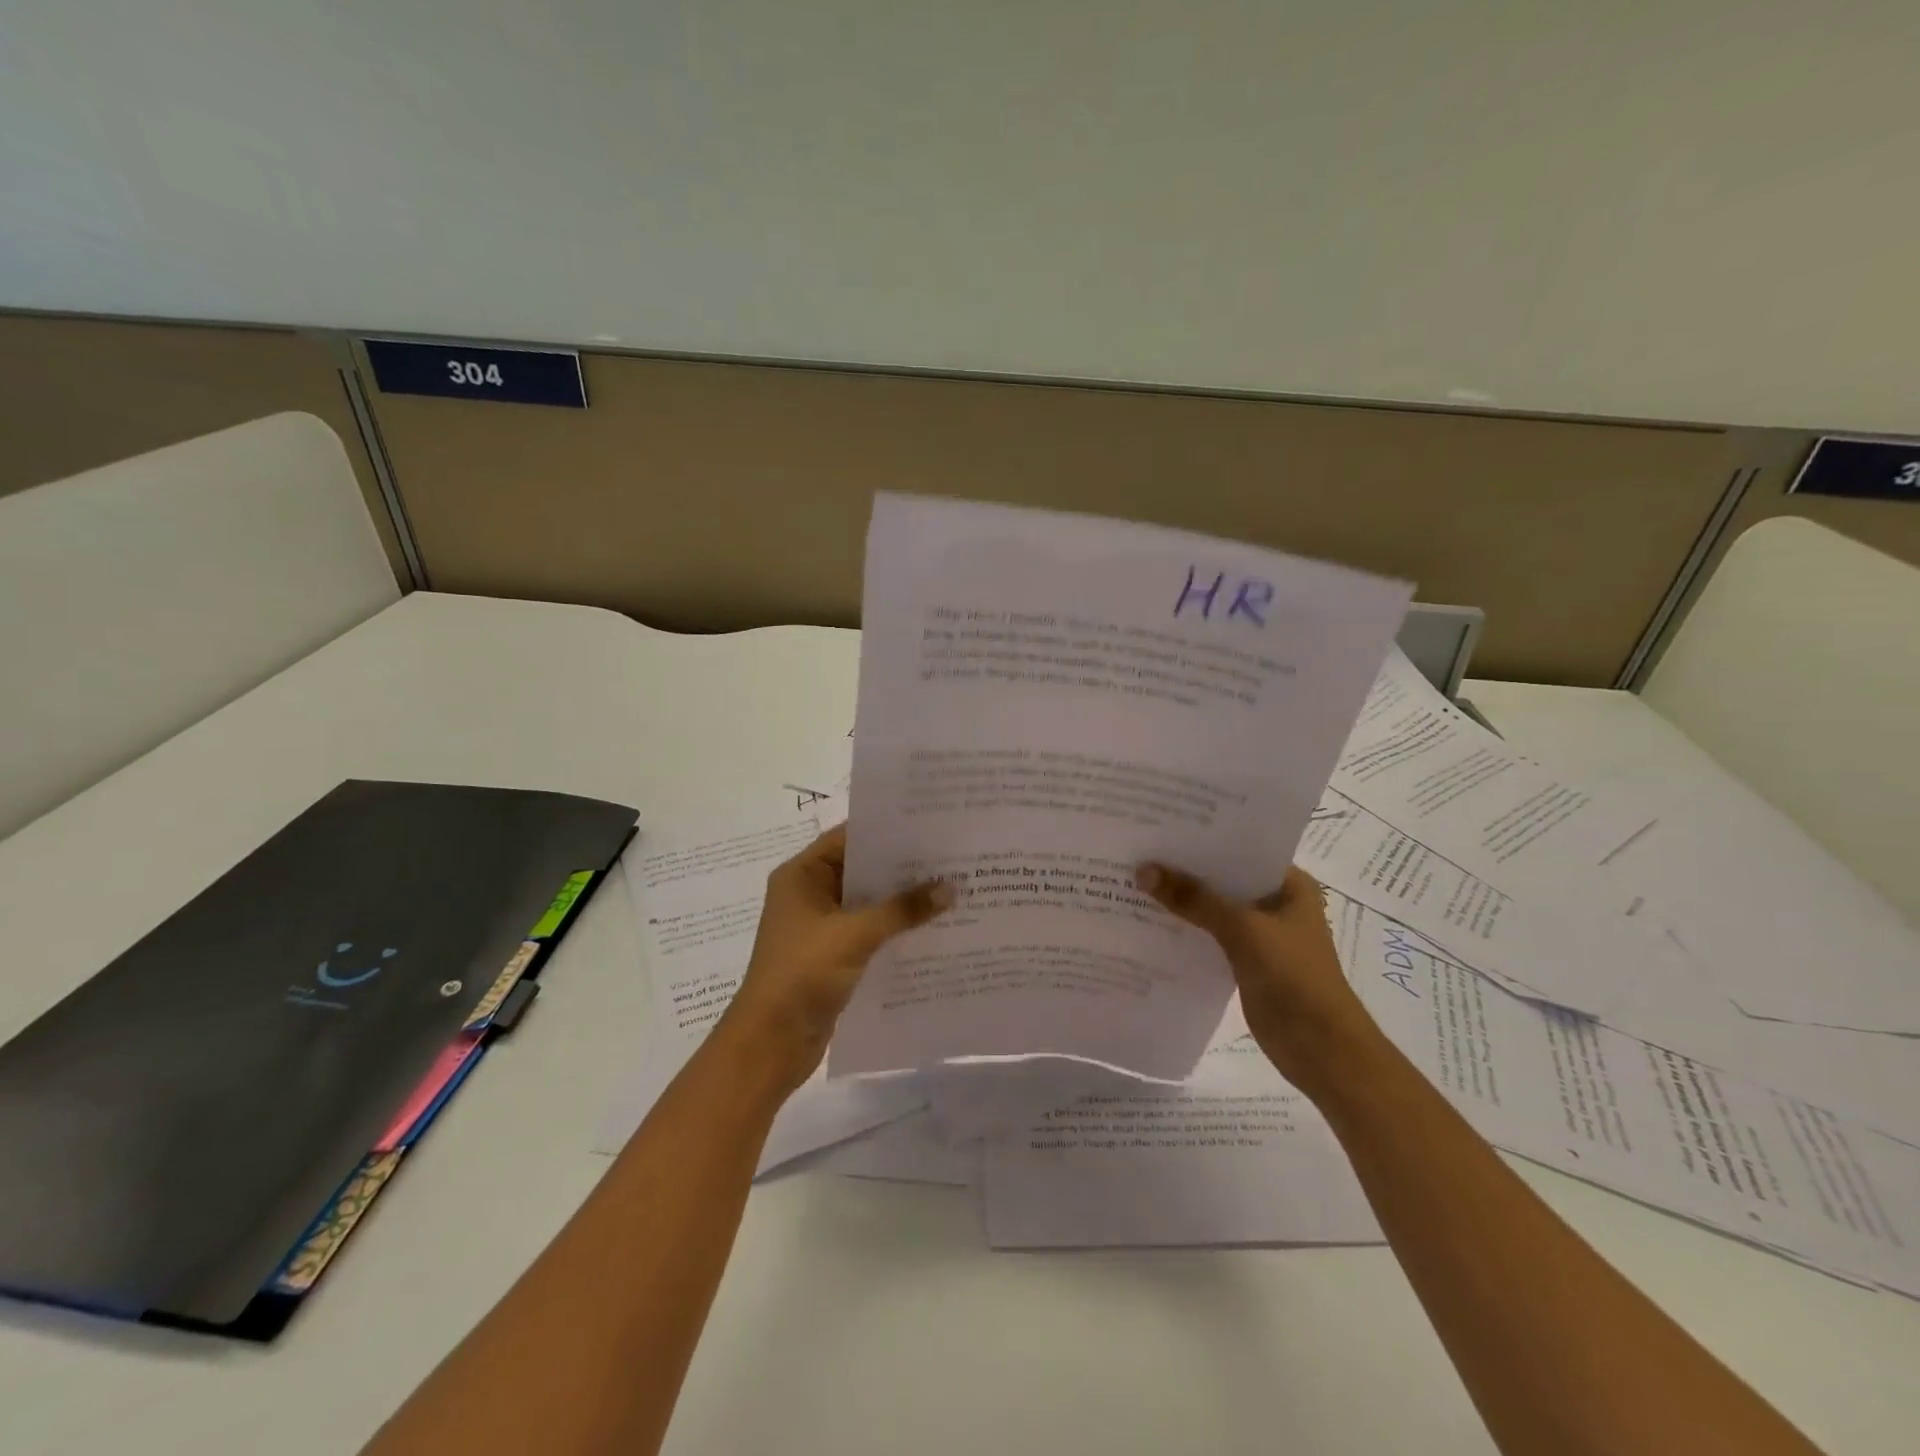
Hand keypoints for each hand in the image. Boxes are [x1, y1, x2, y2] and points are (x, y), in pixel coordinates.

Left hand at [722, 824, 950, 1090]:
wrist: (770, 1045)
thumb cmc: (802, 974)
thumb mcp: (855, 935)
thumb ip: (901, 909)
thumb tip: (949, 889)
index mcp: (802, 876)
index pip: (848, 838)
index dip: (887, 830)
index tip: (930, 825)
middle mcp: (810, 894)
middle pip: (862, 870)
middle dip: (903, 867)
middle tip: (951, 857)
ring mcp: (822, 927)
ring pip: (869, 903)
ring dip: (902, 901)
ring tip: (952, 888)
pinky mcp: (834, 956)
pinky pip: (871, 932)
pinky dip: (896, 929)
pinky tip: (933, 927)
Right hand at [1135, 861, 1385, 1096]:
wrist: (1322, 1051)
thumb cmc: (1294, 978)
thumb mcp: (1243, 930)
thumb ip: (1194, 899)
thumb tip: (1144, 870)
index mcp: (1289, 884)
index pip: (1241, 849)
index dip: (1203, 838)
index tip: (1161, 825)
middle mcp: (1275, 903)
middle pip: (1223, 878)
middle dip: (1185, 868)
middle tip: (1138, 848)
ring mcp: (1261, 934)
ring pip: (1214, 908)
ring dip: (1183, 900)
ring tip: (1134, 879)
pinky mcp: (1245, 961)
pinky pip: (1209, 935)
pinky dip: (1185, 929)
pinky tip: (1149, 920)